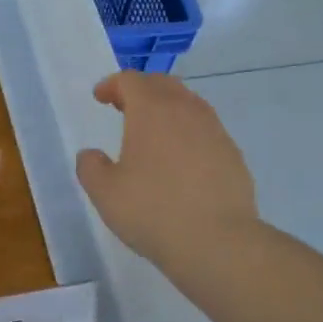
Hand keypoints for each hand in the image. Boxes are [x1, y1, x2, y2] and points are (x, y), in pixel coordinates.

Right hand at [75, 71, 259, 271]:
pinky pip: (205, 129)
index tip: (100, 97)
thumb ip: (90, 167)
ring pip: (189, 104)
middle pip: (163, 84)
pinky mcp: (232, 154)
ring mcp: (214, 131)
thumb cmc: (151, 211)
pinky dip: (187, 132)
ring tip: (152, 131)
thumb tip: (91, 155)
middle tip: (123, 106)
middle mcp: (186, 111)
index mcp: (151, 112)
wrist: (216, 241)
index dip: (112, 84)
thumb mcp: (104, 192)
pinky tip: (179, 159)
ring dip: (167, 108)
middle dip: (141, 89)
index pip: (131, 80)